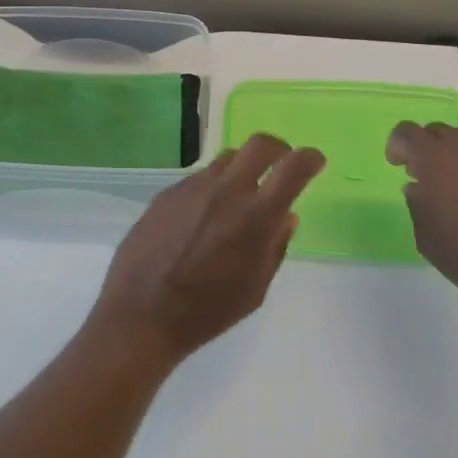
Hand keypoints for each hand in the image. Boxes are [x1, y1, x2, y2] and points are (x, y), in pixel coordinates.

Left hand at [86, 134, 325, 366]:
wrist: (142, 312)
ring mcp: (193, 187)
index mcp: (255, 216)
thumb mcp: (255, 288)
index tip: (315, 161)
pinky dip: (213, 187)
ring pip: (227, 159)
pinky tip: (204, 216)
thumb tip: (286, 215)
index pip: (293, 168)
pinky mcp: (168, 191)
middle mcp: (226, 190)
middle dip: (278, 149)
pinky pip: (200, 178)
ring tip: (240, 196)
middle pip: (259, 144)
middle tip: (281, 165)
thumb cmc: (208, 311)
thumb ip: (275, 246)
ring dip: (242, 169)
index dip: (309, 158)